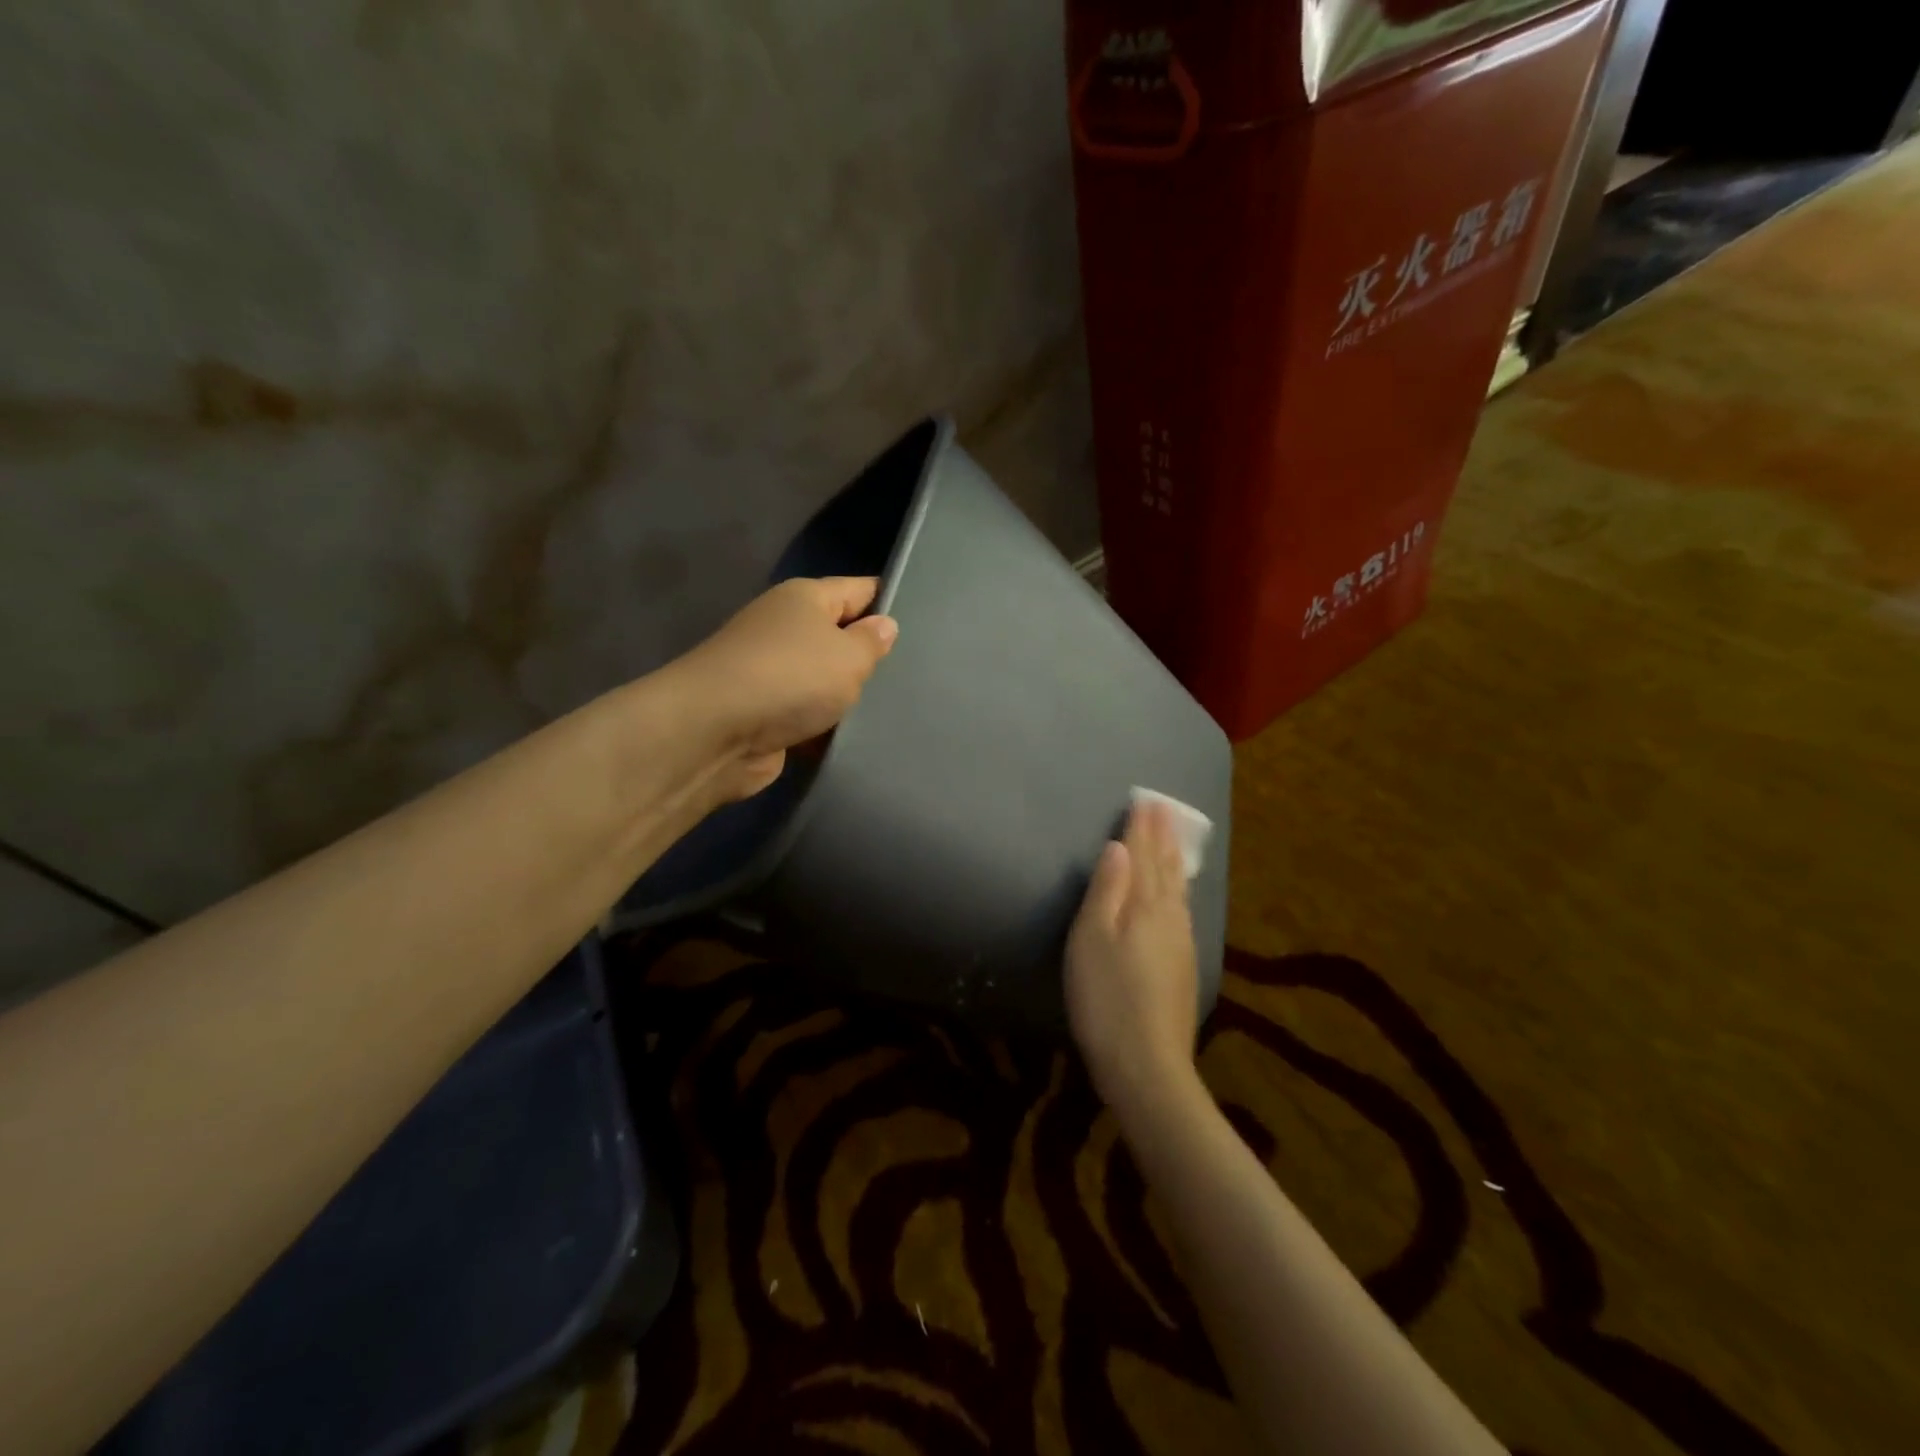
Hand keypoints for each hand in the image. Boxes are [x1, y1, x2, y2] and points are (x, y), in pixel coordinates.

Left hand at [674, 576, 898, 800]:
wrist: (716, 732)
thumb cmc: (791, 678)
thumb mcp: (848, 656)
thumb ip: (872, 641)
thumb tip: (883, 624)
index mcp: (805, 598)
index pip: (859, 589)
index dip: (889, 601)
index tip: (925, 622)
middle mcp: (785, 627)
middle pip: (839, 636)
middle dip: (870, 656)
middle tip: (915, 675)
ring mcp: (771, 672)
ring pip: (824, 680)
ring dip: (847, 697)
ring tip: (892, 710)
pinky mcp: (764, 712)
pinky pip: (807, 714)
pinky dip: (824, 725)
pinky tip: (855, 738)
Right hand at [1065, 802, 1200, 1115]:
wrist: (1147, 1065)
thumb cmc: (1107, 998)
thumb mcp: (1091, 940)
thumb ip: (1106, 891)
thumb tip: (1118, 847)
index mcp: (1145, 907)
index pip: (1143, 857)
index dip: (1142, 829)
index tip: (1145, 800)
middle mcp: (1170, 918)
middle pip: (1166, 869)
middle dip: (1163, 837)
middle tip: (1164, 809)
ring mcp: (1182, 944)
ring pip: (1178, 889)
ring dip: (1174, 860)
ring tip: (1174, 840)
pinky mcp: (1184, 967)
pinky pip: (1182, 910)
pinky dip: (1179, 889)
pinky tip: (1178, 895)